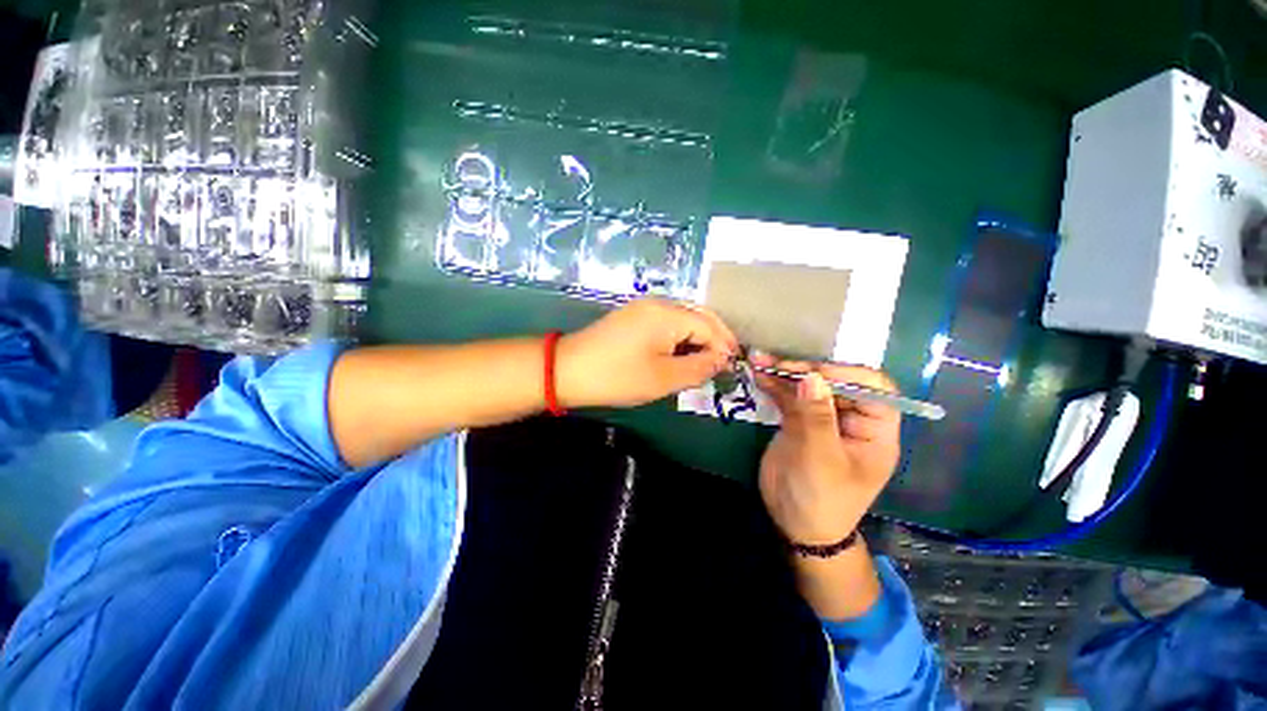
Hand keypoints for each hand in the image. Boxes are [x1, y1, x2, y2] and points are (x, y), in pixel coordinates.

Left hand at [558, 298, 738, 408]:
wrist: (567, 370)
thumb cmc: (618, 376)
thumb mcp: (664, 378)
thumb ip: (699, 367)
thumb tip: (721, 360)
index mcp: (668, 314)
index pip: (708, 326)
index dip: (724, 347)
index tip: (733, 368)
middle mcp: (658, 304)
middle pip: (698, 317)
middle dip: (715, 339)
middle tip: (725, 363)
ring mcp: (643, 309)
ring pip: (683, 320)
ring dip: (698, 339)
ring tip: (706, 362)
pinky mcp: (633, 318)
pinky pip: (666, 324)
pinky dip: (680, 339)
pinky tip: (682, 354)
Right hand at [753, 352, 900, 545]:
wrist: (795, 523)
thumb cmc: (822, 498)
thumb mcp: (821, 460)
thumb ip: (817, 417)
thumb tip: (812, 377)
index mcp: (874, 430)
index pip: (874, 390)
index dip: (848, 375)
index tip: (815, 373)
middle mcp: (850, 418)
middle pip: (834, 382)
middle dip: (806, 369)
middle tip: (777, 364)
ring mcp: (822, 418)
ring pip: (807, 386)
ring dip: (784, 373)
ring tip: (759, 360)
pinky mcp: (798, 421)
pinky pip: (788, 397)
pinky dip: (773, 385)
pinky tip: (758, 374)